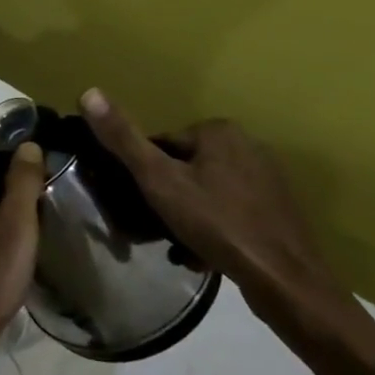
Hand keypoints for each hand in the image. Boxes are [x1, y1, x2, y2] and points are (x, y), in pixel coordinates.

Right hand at [79, 90, 343, 324]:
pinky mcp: (280, 209)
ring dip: (190, 216)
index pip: (161, 146)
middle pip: (184, 169)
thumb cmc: (217, 223)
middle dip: (168, 198)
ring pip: (207, 191)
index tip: (141, 205)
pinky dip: (216, 228)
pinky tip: (209, 254)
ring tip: (183, 247)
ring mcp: (268, 178)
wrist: (286, 281)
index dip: (145, 177)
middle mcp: (248, 144)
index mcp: (219, 130)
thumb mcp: (158, 180)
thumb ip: (123, 138)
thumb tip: (87, 92)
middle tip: (159, 229)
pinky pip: (231, 210)